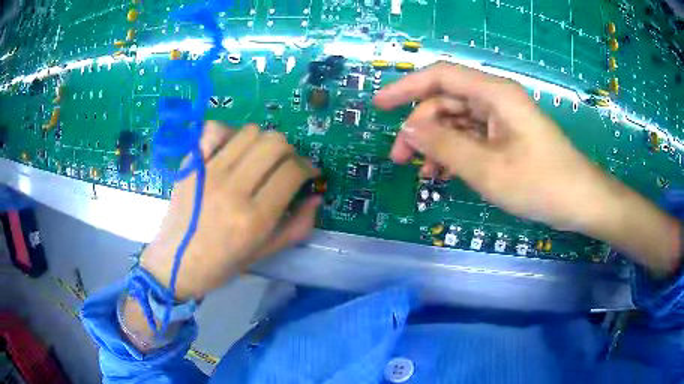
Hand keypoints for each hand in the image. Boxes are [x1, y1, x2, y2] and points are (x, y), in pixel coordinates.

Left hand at [140, 122, 320, 299]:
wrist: (175, 264)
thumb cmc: (220, 266)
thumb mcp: (263, 254)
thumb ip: (296, 227)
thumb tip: (316, 198)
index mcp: (254, 217)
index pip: (293, 171)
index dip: (308, 168)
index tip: (309, 174)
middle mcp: (233, 188)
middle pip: (275, 143)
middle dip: (290, 151)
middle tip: (286, 165)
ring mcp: (208, 172)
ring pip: (250, 132)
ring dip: (264, 141)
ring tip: (260, 158)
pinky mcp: (191, 164)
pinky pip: (214, 130)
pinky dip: (229, 132)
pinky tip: (232, 148)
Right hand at [374, 63, 679, 274]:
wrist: (580, 202)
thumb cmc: (540, 183)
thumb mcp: (487, 169)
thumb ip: (445, 146)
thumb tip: (409, 130)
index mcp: (493, 94)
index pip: (440, 76)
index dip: (406, 87)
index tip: (379, 106)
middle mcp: (495, 100)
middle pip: (446, 102)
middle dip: (420, 128)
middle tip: (400, 158)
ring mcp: (502, 120)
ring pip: (457, 123)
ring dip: (436, 145)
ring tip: (422, 174)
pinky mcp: (506, 139)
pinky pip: (472, 139)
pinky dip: (455, 154)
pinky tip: (444, 176)